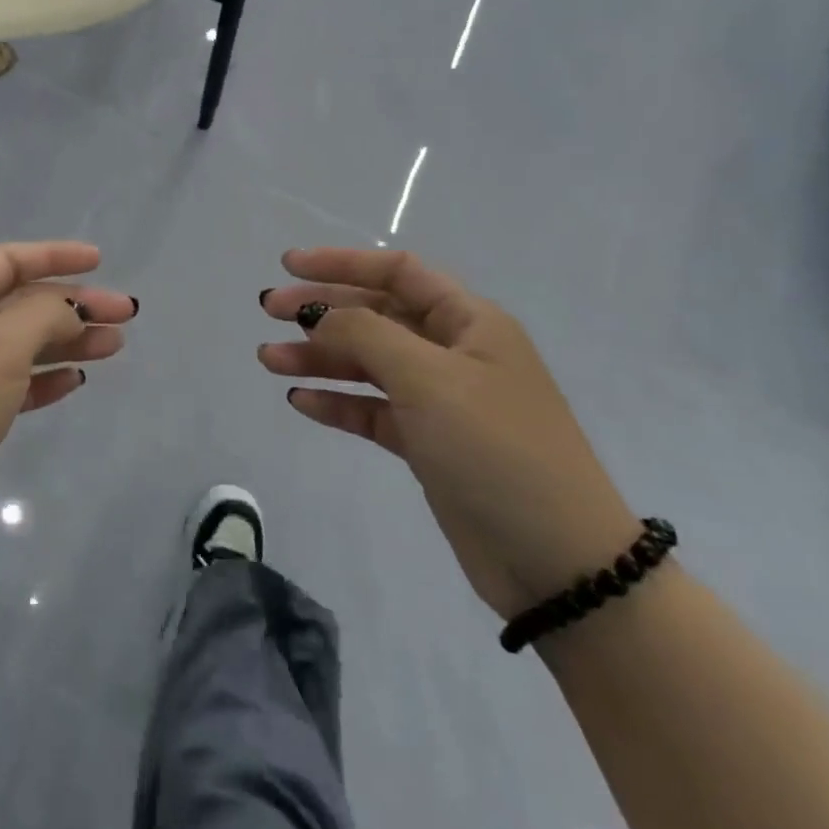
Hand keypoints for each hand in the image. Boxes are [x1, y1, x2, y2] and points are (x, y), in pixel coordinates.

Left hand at [0, 241, 135, 534]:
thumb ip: (42, 315)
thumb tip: (71, 306)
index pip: (6, 261)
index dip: (53, 254)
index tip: (99, 261)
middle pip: (20, 303)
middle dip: (72, 304)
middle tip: (124, 315)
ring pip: (21, 345)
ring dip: (67, 341)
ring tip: (114, 347)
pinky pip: (13, 385)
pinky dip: (44, 379)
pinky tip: (74, 382)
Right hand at [260, 247, 639, 619]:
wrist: (560, 566)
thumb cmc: (497, 449)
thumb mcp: (429, 378)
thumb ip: (366, 333)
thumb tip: (318, 315)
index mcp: (469, 323)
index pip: (397, 271)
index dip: (341, 262)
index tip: (289, 266)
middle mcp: (455, 353)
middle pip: (376, 314)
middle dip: (321, 309)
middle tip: (268, 311)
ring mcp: (442, 400)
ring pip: (368, 363)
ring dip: (319, 357)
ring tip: (268, 359)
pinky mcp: (430, 444)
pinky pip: (373, 409)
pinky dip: (338, 402)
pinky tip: (300, 401)